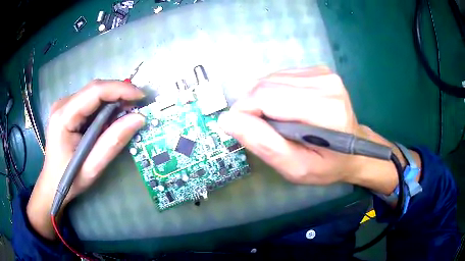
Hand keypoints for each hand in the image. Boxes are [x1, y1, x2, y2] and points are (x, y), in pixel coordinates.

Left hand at [27, 80, 145, 239]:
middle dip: (118, 94)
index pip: (94, 91)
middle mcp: (62, 104)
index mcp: (63, 117)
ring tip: (125, 116)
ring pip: (94, 94)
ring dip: (112, 101)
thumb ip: (113, 142)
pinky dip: (104, 108)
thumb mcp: (92, 167)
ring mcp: (63, 105)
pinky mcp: (67, 109)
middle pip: (95, 89)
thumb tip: (139, 118)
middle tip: (137, 107)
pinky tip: (109, 121)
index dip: (120, 89)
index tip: (141, 96)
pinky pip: (90, 101)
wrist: (52, 184)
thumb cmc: (69, 180)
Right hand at [218, 67, 416, 192]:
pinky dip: (273, 93)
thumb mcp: (296, 168)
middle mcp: (326, 83)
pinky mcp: (318, 70)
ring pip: (270, 79)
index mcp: (326, 110)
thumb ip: (264, 144)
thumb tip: (227, 119)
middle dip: (252, 107)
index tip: (243, 131)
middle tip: (261, 130)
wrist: (354, 150)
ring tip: (276, 122)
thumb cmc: (328, 165)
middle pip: (266, 85)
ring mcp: (323, 73)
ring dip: (262, 100)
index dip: (245, 112)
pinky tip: (284, 109)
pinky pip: (280, 77)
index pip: (266, 97)